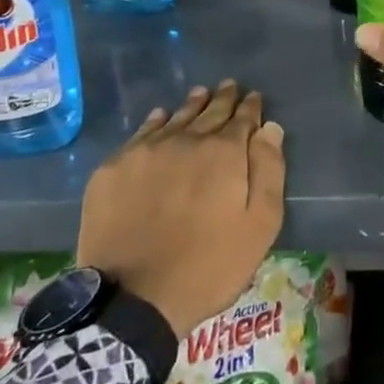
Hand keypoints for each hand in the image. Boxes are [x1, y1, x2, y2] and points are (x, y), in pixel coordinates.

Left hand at [75, 81, 285, 337]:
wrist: (133, 297)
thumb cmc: (208, 266)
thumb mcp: (259, 226)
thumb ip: (268, 171)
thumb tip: (269, 128)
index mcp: (224, 152)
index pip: (242, 119)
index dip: (250, 108)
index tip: (254, 98)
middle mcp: (185, 139)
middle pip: (208, 112)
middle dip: (222, 99)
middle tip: (229, 87)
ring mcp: (146, 151)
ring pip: (175, 118)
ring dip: (191, 105)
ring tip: (200, 94)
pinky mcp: (114, 168)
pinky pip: (141, 133)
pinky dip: (156, 122)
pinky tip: (160, 117)